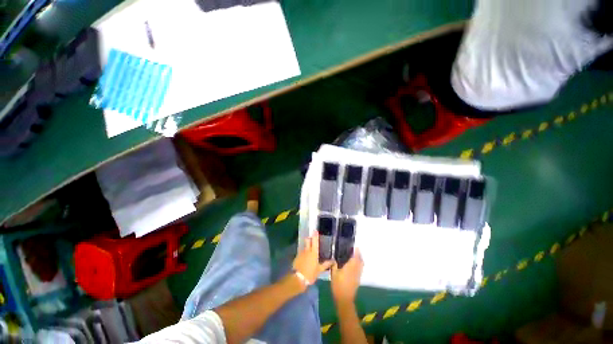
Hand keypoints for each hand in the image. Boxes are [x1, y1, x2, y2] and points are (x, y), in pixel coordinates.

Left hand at [292, 232, 333, 284]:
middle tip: (312, 239)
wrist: (298, 279)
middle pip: (308, 241)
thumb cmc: (310, 274)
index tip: (315, 230)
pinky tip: (305, 258)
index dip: (315, 235)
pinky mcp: (296, 257)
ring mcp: (301, 253)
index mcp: (314, 253)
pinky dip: (303, 253)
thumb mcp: (319, 270)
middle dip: (309, 239)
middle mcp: (307, 250)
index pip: (315, 241)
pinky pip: (301, 253)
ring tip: (309, 251)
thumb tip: (333, 261)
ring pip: (304, 247)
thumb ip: (326, 264)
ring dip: (307, 247)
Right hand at [331, 248, 362, 304]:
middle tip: (355, 249)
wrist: (344, 299)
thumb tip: (333, 257)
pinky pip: (360, 269)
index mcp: (350, 267)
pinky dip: (359, 264)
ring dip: (360, 259)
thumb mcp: (333, 273)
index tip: (355, 246)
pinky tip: (354, 264)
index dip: (356, 251)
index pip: (355, 257)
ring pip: (361, 265)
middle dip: (359, 254)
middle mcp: (355, 270)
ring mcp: (358, 275)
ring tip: (355, 255)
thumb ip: (334, 264)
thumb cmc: (338, 286)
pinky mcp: (358, 279)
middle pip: (360, 260)